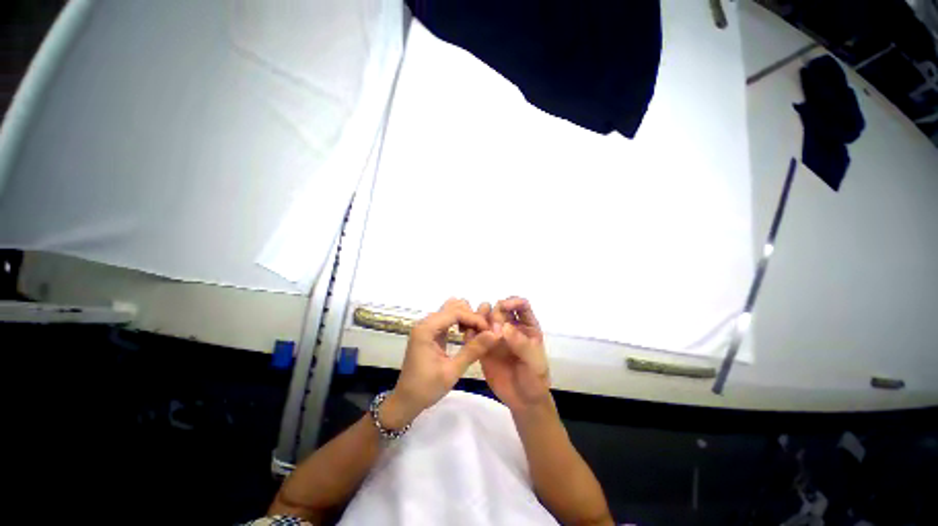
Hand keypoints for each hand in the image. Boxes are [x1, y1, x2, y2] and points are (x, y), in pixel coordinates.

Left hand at [386, 299, 499, 427]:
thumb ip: (473, 350)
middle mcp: (426, 322)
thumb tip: (494, 334)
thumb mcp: (452, 371)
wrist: (406, 401)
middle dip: (470, 316)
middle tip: (481, 334)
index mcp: (426, 329)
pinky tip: (466, 336)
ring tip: (473, 336)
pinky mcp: (431, 332)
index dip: (474, 318)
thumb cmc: (426, 388)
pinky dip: (460, 323)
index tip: (489, 331)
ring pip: (451, 310)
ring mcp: (427, 326)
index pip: (455, 312)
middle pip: (453, 306)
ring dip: (466, 319)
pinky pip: (448, 319)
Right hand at [468, 297, 551, 413]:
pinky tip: (467, 334)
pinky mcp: (484, 347)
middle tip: (491, 326)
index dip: (513, 301)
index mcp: (527, 327)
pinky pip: (475, 334)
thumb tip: (504, 326)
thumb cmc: (534, 379)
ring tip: (475, 324)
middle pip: (500, 309)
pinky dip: (470, 331)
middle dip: (495, 312)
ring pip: (486, 318)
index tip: (504, 306)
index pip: (521, 305)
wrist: (523, 401)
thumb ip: (520, 343)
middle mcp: (510, 327)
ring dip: (480, 316)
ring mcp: (496, 336)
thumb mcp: (533, 361)